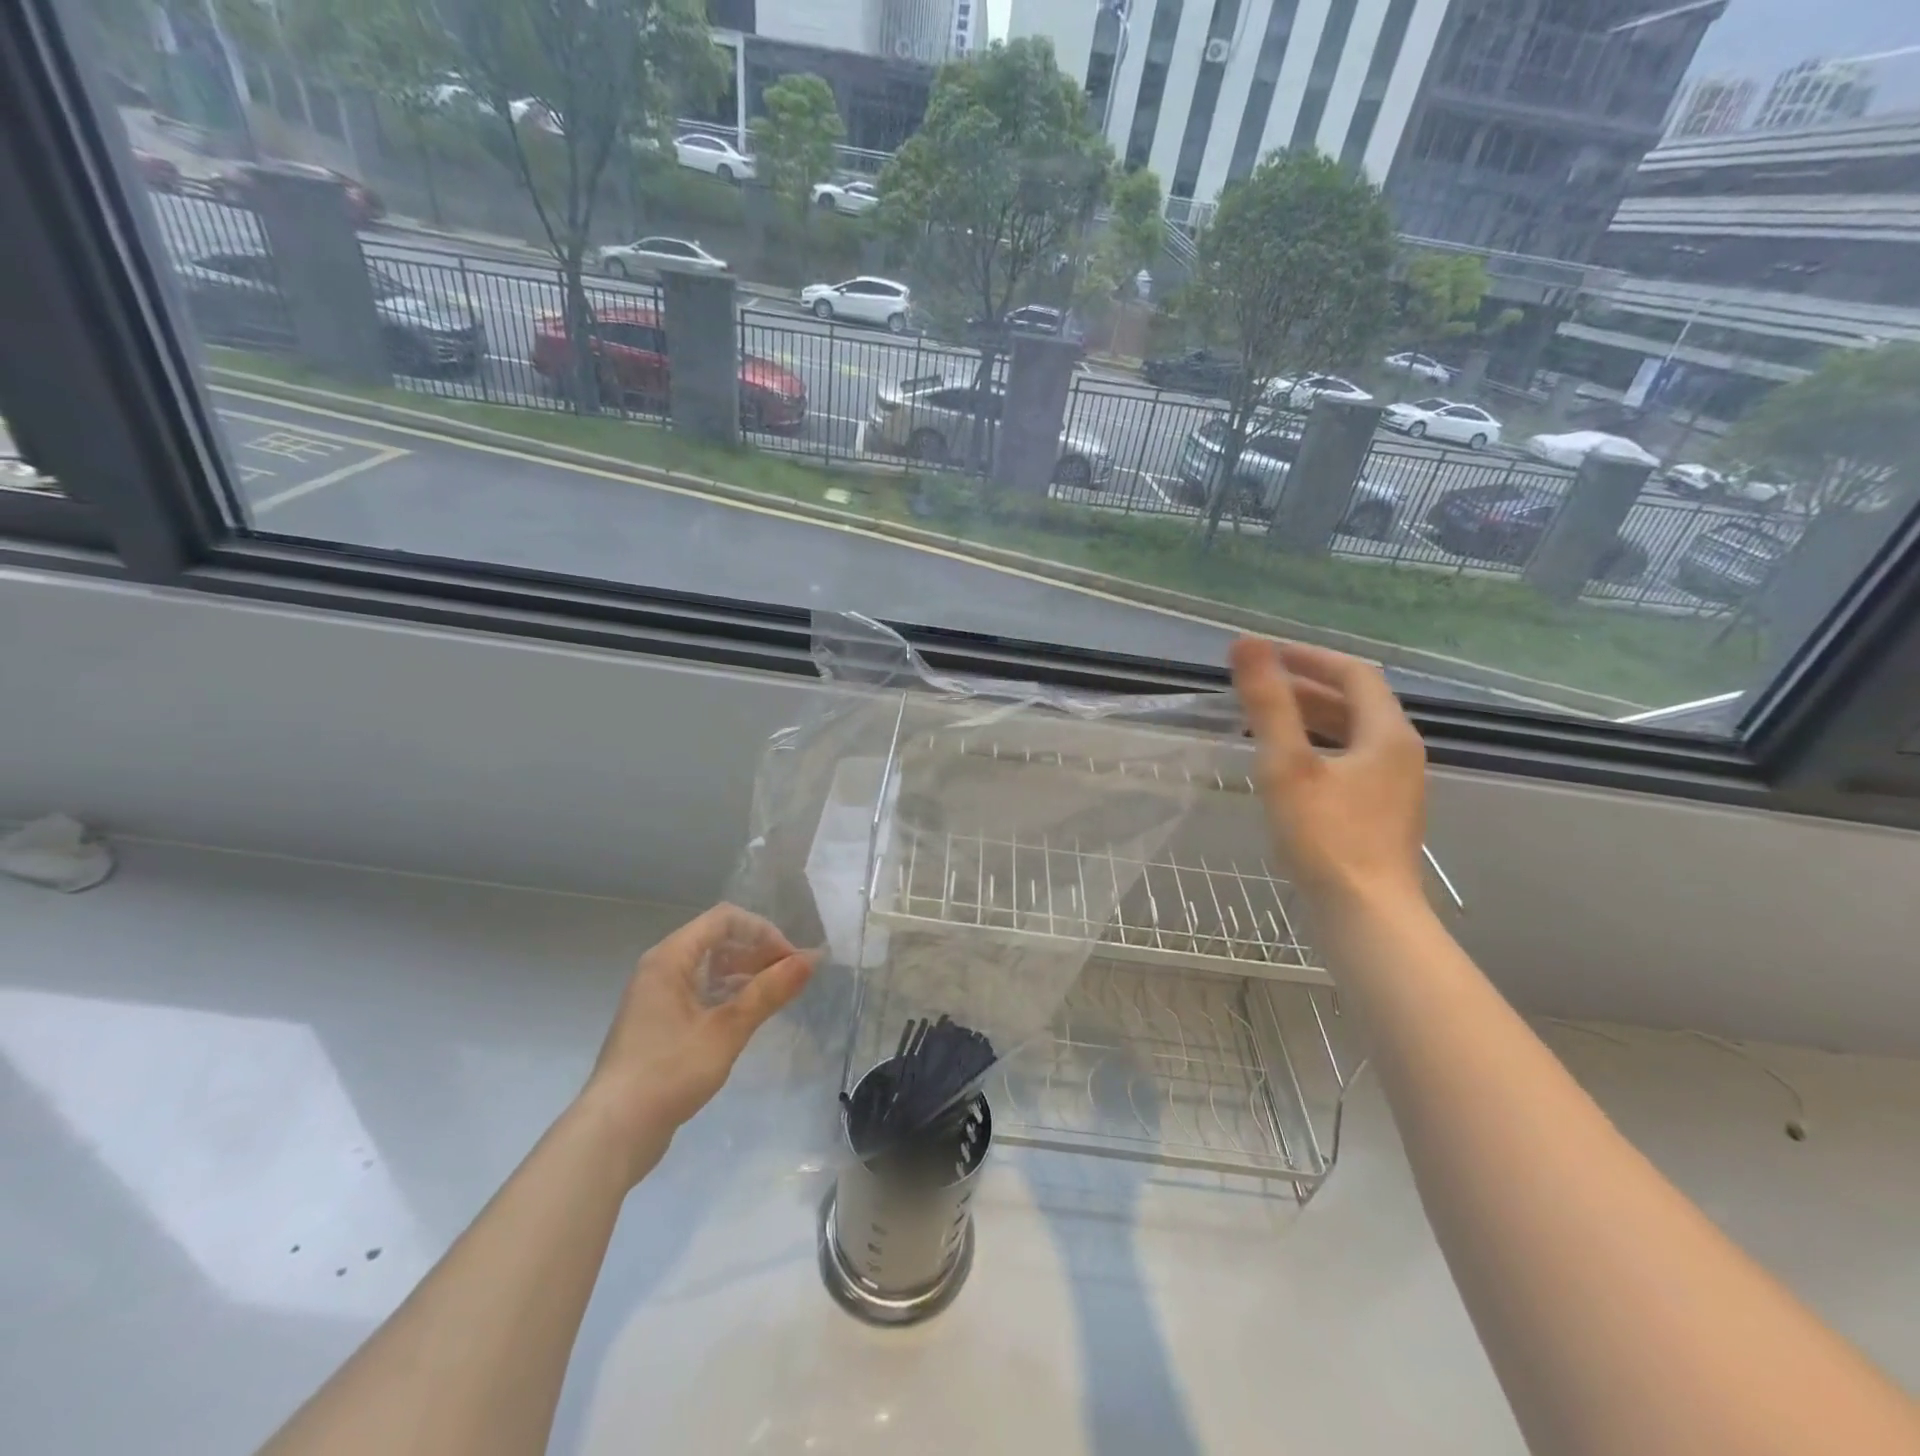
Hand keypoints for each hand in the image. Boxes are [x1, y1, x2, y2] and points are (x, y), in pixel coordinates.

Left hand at [584, 904, 815, 1162]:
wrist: (613, 1133)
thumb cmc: (669, 1072)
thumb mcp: (727, 1030)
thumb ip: (769, 992)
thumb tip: (811, 959)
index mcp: (670, 957)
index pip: (725, 919)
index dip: (762, 932)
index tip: (789, 961)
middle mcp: (660, 967)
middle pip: (717, 939)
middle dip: (757, 952)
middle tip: (788, 980)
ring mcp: (657, 996)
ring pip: (709, 967)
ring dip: (744, 974)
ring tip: (774, 997)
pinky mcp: (658, 1022)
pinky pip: (699, 991)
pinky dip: (727, 995)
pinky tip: (746, 1017)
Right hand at [1229, 637, 1427, 911]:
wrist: (1366, 917)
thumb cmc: (1325, 838)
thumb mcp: (1288, 766)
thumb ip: (1268, 704)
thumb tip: (1246, 643)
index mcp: (1387, 735)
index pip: (1353, 674)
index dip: (1309, 657)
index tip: (1266, 654)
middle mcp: (1399, 754)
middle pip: (1355, 703)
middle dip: (1305, 688)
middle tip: (1258, 686)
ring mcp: (1394, 788)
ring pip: (1352, 735)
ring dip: (1310, 719)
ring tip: (1265, 721)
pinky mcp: (1381, 815)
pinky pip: (1349, 763)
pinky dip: (1317, 750)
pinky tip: (1287, 768)